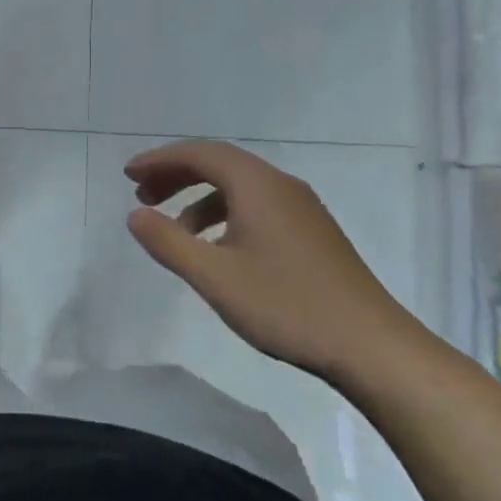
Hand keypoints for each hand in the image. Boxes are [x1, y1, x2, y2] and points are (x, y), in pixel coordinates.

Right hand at [124, 140, 420, 382]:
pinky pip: (257, 206)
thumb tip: (135, 215)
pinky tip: (216, 249)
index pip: (201, 153)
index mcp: (258, 186)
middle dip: (176, 175)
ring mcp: (302, 210)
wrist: (373, 347)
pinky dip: (224, 215)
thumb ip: (168, 242)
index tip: (127, 175)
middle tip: (142, 196)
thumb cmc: (287, 306)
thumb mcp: (214, 277)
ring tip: (173, 230)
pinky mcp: (312, 234)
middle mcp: (281, 187)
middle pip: (220, 164)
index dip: (160, 160)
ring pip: (239, 187)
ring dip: (199, 198)